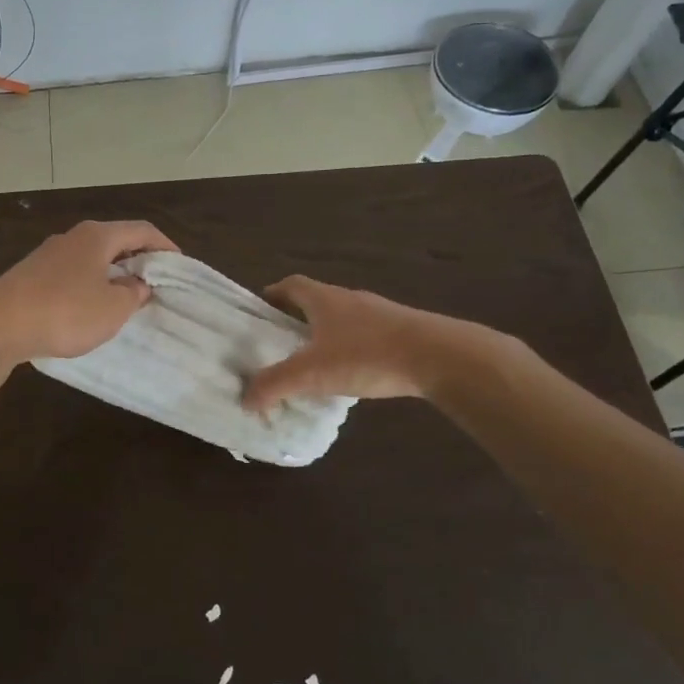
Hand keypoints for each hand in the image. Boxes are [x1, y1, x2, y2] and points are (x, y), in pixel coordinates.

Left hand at [0, 220, 178, 367]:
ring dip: (113, 273)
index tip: (179, 266)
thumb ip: (133, 294)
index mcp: (98, 236)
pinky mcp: (32, 274)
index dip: (165, 246)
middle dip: (139, 260)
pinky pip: (73, 273)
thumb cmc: (64, 312)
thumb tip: (136, 284)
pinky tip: (90, 307)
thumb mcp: (112, 308)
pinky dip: (90, 284)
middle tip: (156, 284)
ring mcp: (49, 254)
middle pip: (116, 240)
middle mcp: (73, 237)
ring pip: (93, 258)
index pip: (142, 230)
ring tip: (127, 298)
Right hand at [241, 275, 514, 412]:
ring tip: (314, 361)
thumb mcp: (312, 373)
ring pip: (343, 319)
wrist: (439, 356)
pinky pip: (367, 335)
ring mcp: (380, 313)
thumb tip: (244, 398)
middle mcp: (350, 299)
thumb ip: (275, 384)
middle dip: (297, 318)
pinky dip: (352, 349)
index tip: (260, 311)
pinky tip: (352, 373)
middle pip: (316, 300)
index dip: (273, 295)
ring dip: (326, 334)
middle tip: (280, 341)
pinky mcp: (403, 331)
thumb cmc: (367, 355)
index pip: (291, 285)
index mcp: (324, 299)